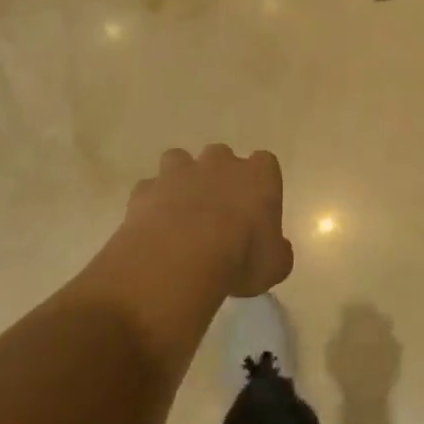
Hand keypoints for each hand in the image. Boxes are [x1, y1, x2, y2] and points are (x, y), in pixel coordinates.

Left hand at [126, 145, 292, 296]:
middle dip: (218, 176)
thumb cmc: (240, 257)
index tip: (256, 208)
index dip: (260, 183)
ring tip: (180, 212)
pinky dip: (151, 204)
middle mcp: (220, 164)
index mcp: (258, 176)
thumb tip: (274, 250)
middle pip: (221, 156)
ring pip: (179, 161)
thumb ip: (277, 252)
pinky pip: (149, 190)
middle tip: (218, 210)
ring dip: (181, 180)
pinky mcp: (146, 190)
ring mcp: (179, 173)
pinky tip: (153, 228)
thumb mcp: (274, 267)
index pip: (265, 163)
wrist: (179, 259)